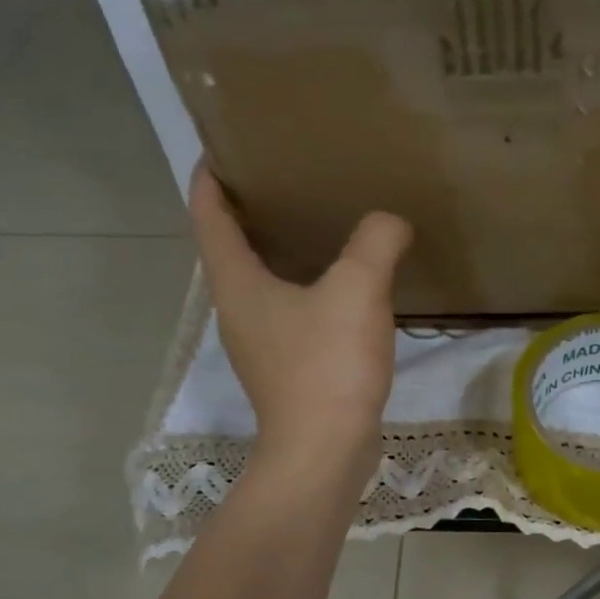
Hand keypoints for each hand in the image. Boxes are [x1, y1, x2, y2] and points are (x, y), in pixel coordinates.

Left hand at [189, 162, 410, 480]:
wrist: (325, 453)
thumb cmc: (327, 366)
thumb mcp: (357, 290)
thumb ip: (375, 242)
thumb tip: (390, 221)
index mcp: (236, 282)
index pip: (208, 213)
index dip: (212, 176)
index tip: (229, 145)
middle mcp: (237, 308)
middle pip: (231, 245)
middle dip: (251, 208)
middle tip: (288, 177)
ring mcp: (260, 342)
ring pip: (262, 280)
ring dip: (280, 249)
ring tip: (319, 222)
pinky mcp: (286, 368)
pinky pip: (290, 310)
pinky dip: (306, 286)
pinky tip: (345, 284)